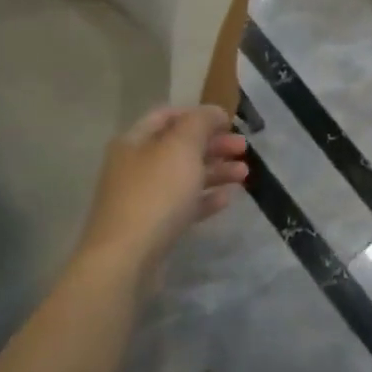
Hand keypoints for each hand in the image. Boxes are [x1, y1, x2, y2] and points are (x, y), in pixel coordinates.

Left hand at [79, 105, 248, 274]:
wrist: (126, 259)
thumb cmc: (155, 193)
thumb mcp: (182, 146)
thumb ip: (201, 122)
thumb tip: (215, 112)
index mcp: (135, 141)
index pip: (167, 115)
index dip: (198, 114)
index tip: (228, 121)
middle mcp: (135, 166)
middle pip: (179, 147)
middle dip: (213, 144)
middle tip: (243, 148)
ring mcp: (142, 198)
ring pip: (184, 176)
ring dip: (215, 171)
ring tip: (245, 174)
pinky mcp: (152, 227)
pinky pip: (183, 205)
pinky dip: (205, 198)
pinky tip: (227, 199)